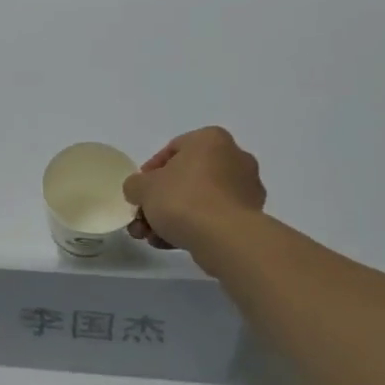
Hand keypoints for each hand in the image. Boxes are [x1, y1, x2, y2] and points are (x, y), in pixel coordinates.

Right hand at [123, 127, 266, 263]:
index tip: (139, 192)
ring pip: (198, 200)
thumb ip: (135, 185)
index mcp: (211, 140)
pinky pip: (213, 217)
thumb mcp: (142, 187)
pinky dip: (192, 227)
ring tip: (151, 238)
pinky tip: (170, 244)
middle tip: (142, 219)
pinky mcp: (249, 216)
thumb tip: (140, 191)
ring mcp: (245, 189)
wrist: (224, 238)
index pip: (173, 149)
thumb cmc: (183, 199)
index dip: (150, 171)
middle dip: (159, 200)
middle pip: (186, 178)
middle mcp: (234, 158)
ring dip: (171, 218)